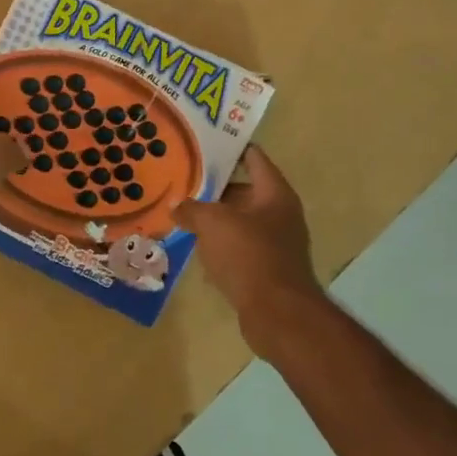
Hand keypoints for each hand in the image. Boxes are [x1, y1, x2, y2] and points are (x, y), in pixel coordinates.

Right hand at [174, 147, 324, 342]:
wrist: (277, 312)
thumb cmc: (249, 255)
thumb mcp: (213, 223)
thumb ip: (192, 208)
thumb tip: (177, 205)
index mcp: (274, 193)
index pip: (253, 158)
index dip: (230, 148)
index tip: (204, 143)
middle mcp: (280, 214)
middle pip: (244, 191)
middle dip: (214, 188)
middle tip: (183, 181)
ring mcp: (276, 243)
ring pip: (239, 222)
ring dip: (215, 219)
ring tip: (182, 212)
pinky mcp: (266, 269)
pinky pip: (239, 248)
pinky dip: (219, 246)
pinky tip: (195, 248)